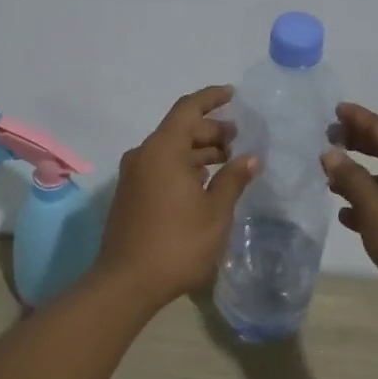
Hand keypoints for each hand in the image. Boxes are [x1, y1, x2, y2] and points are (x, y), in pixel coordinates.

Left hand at [94, 86, 260, 306]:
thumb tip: (251, 157)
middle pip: (179, 129)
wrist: (126, 283)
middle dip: (210, 130)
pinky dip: (183, 166)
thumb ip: (233, 179)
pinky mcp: (130, 194)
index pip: (188, 109)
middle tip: (239, 140)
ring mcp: (134, 175)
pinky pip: (160, 167)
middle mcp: (144, 155)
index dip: (211, 98)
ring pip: (170, 150)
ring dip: (198, 151)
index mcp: (163, 150)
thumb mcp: (215, 212)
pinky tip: (204, 182)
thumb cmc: (177, 244)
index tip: (233, 95)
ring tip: (228, 161)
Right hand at [321, 103, 377, 332]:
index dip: (357, 119)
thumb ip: (350, 177)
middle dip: (358, 144)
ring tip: (331, 179)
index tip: (334, 109)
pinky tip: (348, 216)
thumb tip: (331, 152)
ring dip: (361, 177)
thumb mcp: (375, 207)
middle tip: (328, 137)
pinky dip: (372, 203)